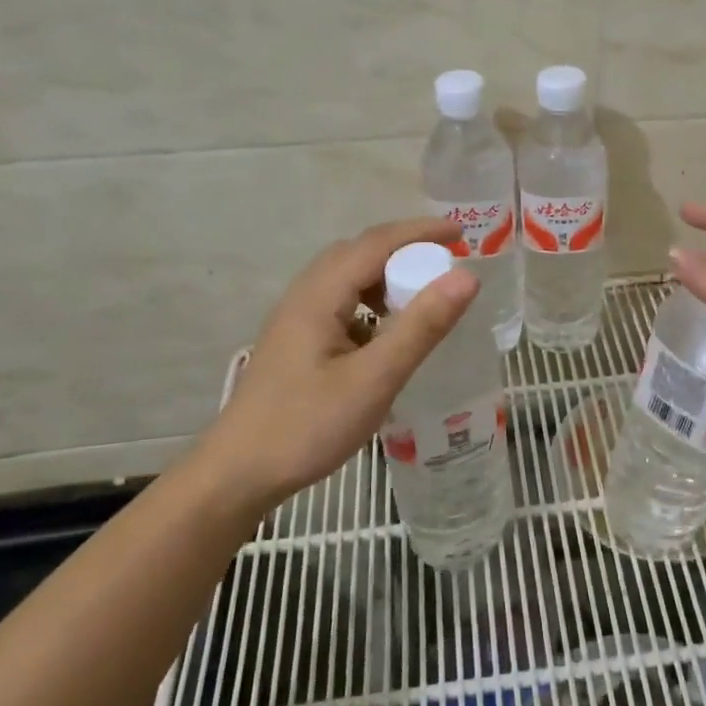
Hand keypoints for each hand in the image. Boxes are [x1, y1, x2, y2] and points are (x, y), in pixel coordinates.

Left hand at [203, 217, 478, 506]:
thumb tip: (467, 278)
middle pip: (360, 252)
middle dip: (407, 249)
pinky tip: (387, 333)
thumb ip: (420, 327)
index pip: (377, 243)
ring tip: (423, 296)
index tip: (463, 234)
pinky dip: (373, 302)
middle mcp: (305, 294)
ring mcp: (297, 318)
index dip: (422, 232)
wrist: (239, 473)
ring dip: (388, 276)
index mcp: (320, 295)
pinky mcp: (298, 340)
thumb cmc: (307, 426)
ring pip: (348, 278)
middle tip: (447, 264)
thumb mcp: (374, 379)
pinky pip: (341, 302)